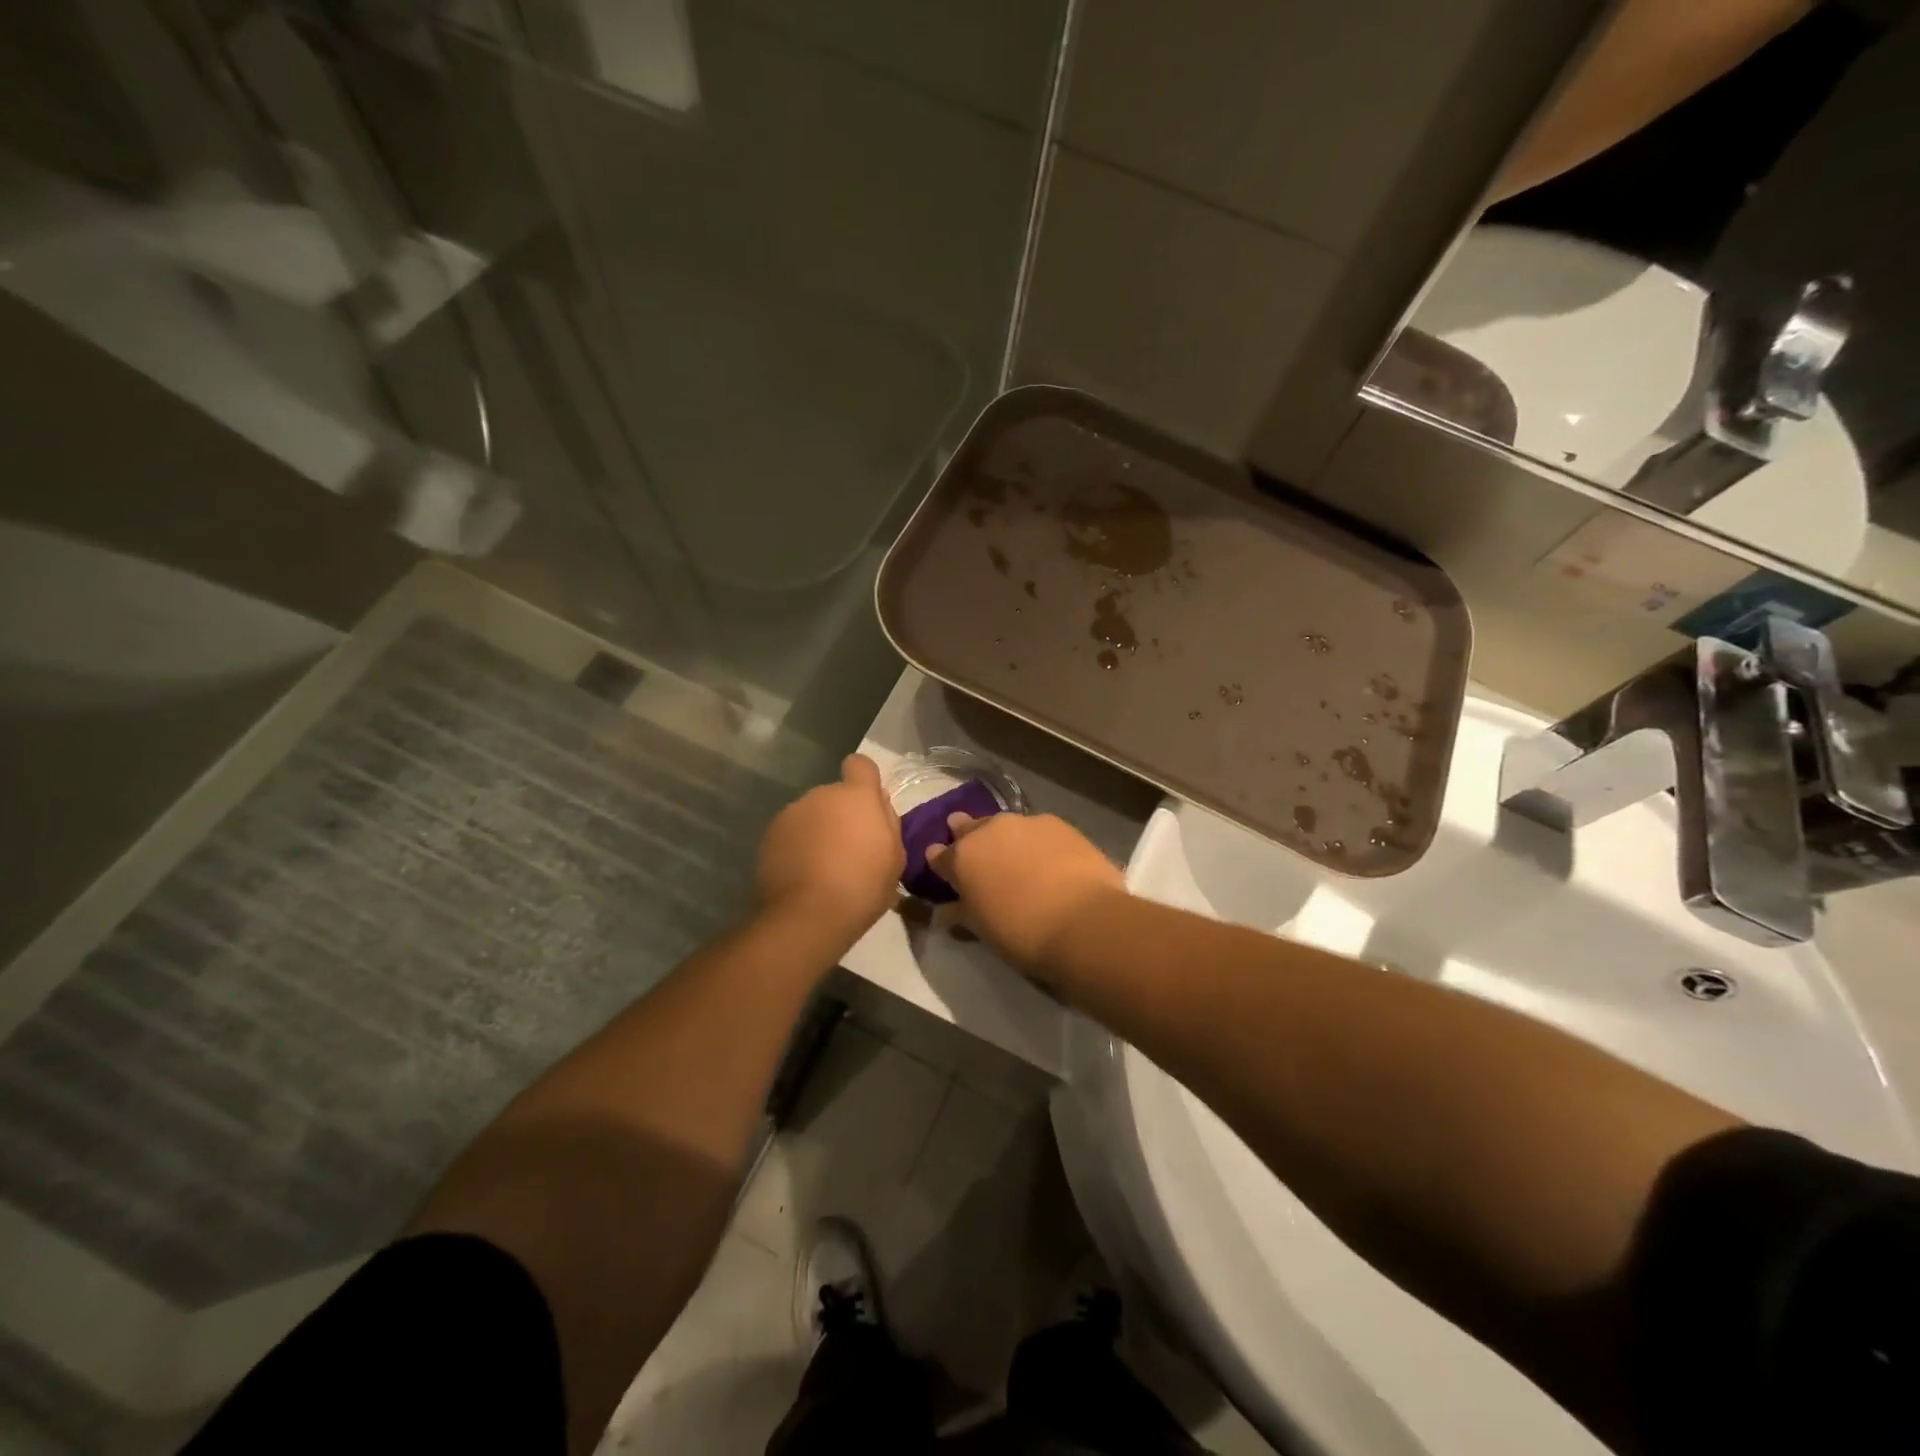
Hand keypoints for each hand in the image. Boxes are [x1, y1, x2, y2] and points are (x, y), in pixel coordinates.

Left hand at [756, 755, 903, 948]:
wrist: (808, 915)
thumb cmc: (863, 886)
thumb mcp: (895, 857)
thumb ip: (888, 822)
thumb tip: (877, 806)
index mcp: (856, 796)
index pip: (861, 764)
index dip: (865, 781)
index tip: (868, 807)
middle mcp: (821, 794)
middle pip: (835, 795)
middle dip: (841, 814)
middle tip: (849, 849)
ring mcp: (791, 813)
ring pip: (811, 814)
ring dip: (818, 830)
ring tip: (823, 866)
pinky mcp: (769, 835)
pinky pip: (791, 833)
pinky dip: (797, 846)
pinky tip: (803, 875)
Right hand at [926, 812, 1124, 975]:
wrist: (1085, 922)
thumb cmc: (1022, 933)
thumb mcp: (983, 930)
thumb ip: (960, 914)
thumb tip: (943, 912)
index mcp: (963, 857)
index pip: (939, 855)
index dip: (940, 862)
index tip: (942, 869)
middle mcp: (990, 830)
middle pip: (970, 828)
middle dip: (968, 837)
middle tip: (977, 854)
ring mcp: (1026, 822)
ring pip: (1006, 826)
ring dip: (1005, 839)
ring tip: (1017, 858)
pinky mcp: (1060, 824)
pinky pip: (1038, 830)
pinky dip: (1037, 842)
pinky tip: (1049, 859)